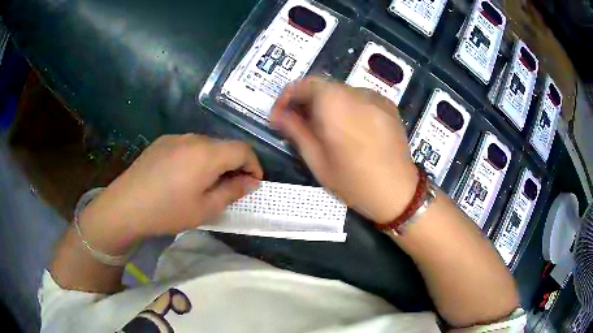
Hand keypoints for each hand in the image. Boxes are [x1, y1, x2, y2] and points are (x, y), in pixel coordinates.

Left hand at [79, 135, 262, 251]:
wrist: (125, 205)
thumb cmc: (167, 211)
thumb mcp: (205, 209)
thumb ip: (232, 192)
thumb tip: (250, 182)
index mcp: (207, 153)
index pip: (243, 149)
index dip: (254, 165)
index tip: (253, 183)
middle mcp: (193, 138)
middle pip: (224, 146)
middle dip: (234, 164)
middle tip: (230, 187)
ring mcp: (175, 137)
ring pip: (205, 145)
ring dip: (214, 161)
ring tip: (205, 183)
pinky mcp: (161, 142)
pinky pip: (187, 146)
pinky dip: (196, 158)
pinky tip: (183, 177)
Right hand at [271, 76, 417, 222]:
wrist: (399, 193)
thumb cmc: (355, 183)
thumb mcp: (318, 161)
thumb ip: (296, 131)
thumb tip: (278, 115)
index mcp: (336, 104)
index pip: (305, 84)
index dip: (288, 96)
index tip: (281, 114)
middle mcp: (357, 93)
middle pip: (324, 86)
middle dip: (307, 100)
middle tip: (299, 122)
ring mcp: (376, 98)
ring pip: (342, 91)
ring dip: (327, 103)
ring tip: (324, 127)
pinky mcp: (388, 105)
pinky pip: (360, 98)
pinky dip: (347, 106)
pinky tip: (349, 127)